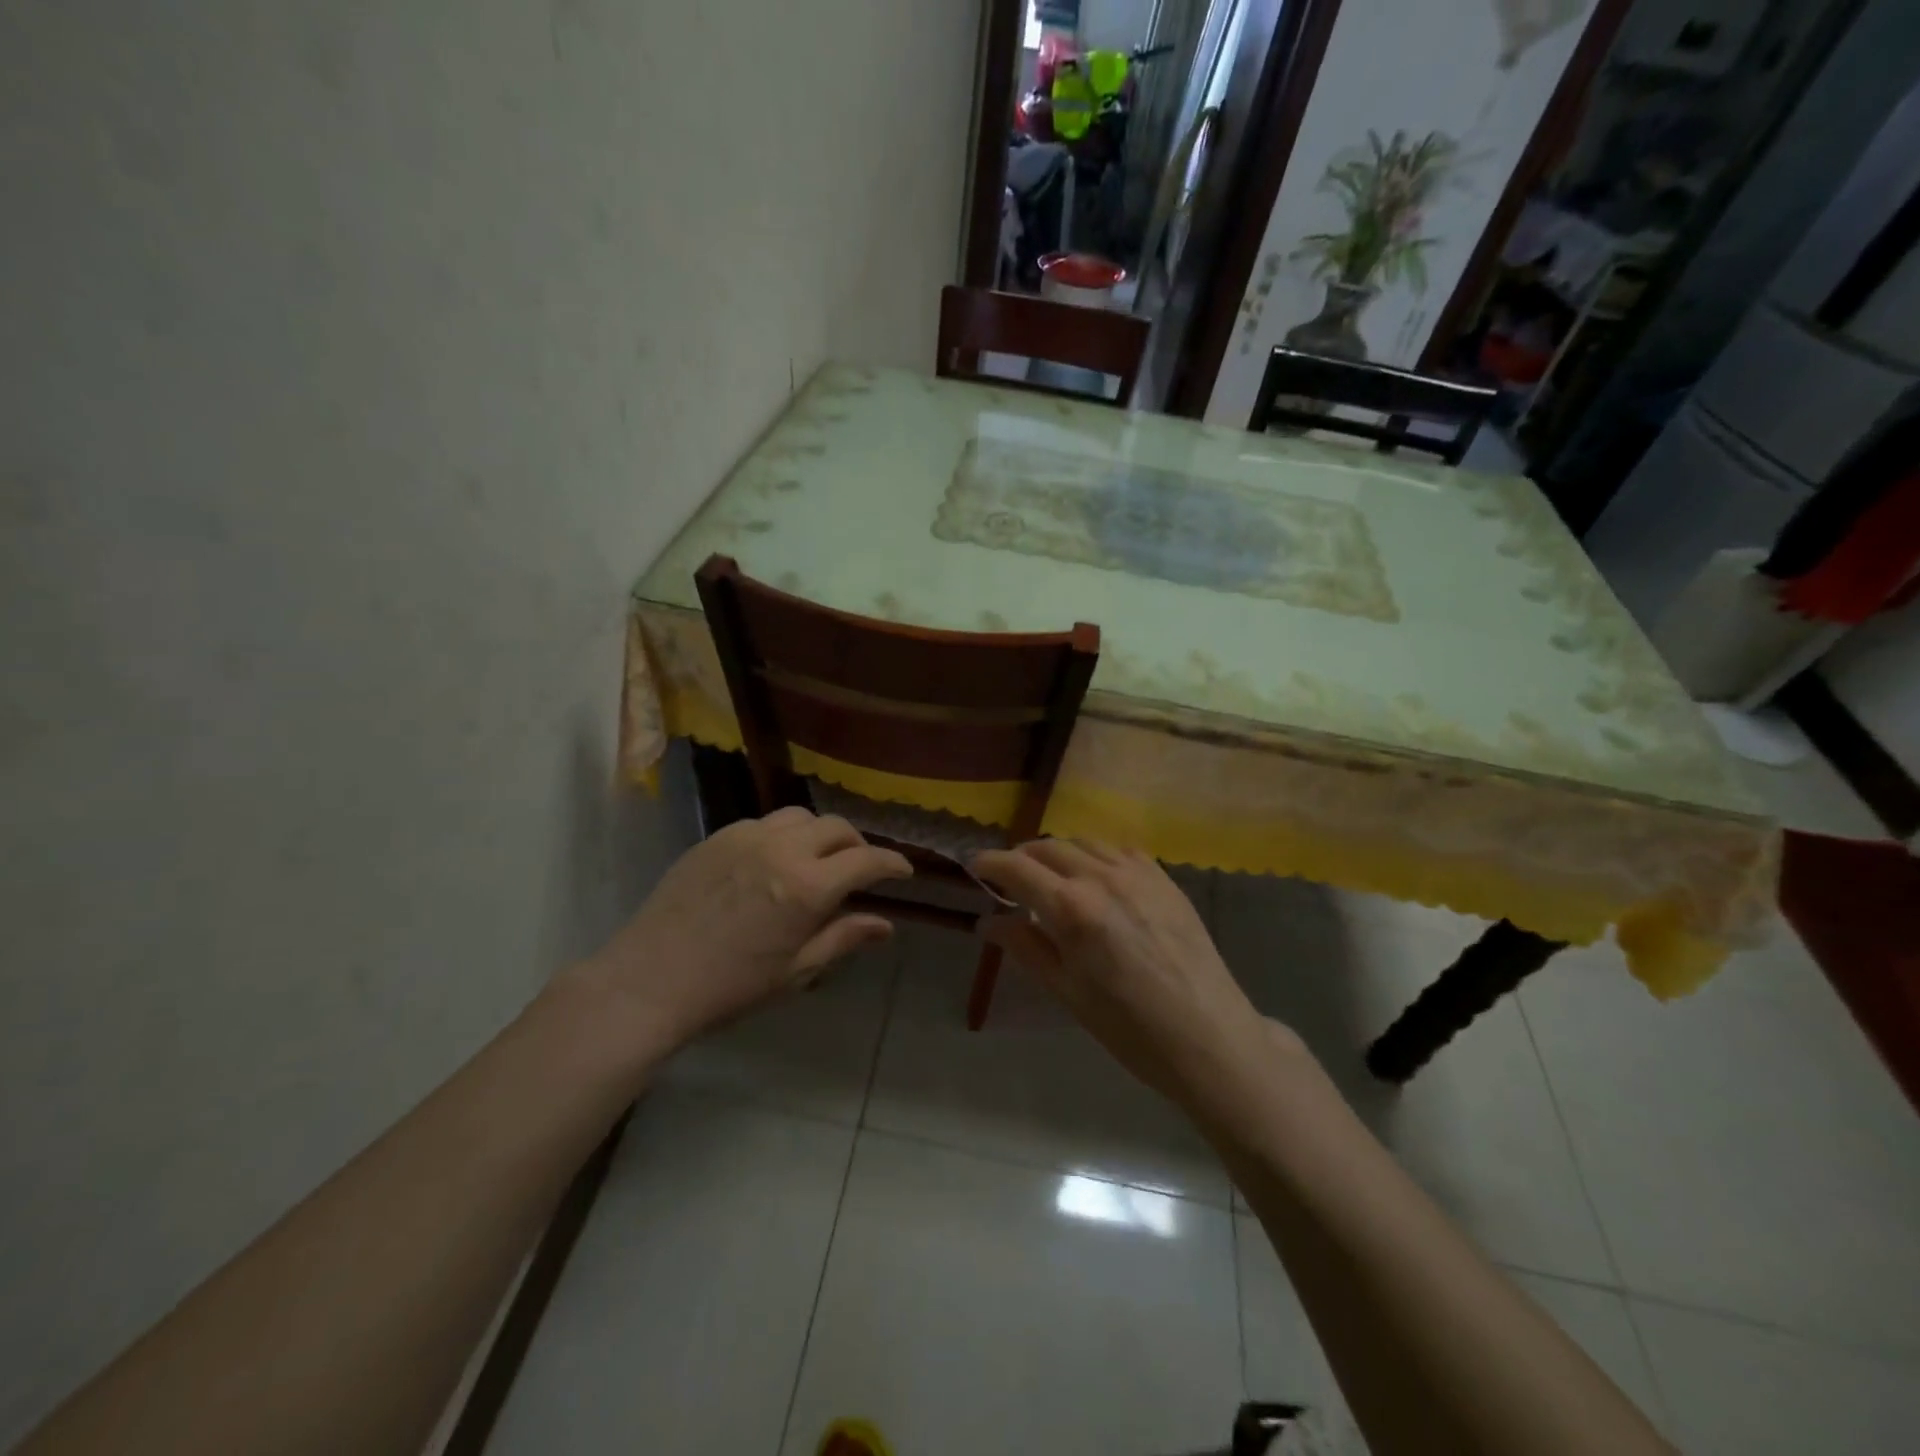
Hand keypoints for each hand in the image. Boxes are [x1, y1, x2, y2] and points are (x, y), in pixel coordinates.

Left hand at [576, 808, 911, 1059]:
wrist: (650, 981)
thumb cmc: (730, 988)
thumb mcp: (796, 971)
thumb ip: (844, 938)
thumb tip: (885, 925)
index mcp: (807, 887)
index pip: (866, 859)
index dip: (892, 863)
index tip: (903, 871)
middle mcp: (782, 849)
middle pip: (836, 827)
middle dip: (857, 845)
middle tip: (859, 869)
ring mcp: (745, 837)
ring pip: (800, 817)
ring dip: (820, 834)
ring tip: (817, 860)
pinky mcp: (716, 837)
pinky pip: (763, 823)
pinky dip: (782, 835)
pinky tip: (772, 862)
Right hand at [971, 841, 1282, 1106]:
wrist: (1209, 1037)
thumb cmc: (1130, 1028)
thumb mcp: (1067, 993)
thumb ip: (1025, 948)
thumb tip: (988, 923)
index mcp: (1072, 908)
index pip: (1017, 867)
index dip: (989, 863)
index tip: (974, 866)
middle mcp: (1102, 877)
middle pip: (1048, 847)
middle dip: (1021, 856)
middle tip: (1009, 878)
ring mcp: (1138, 873)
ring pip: (1083, 842)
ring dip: (1057, 852)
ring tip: (1051, 876)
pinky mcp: (1165, 878)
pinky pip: (1119, 850)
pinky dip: (1095, 854)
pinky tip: (1095, 877)